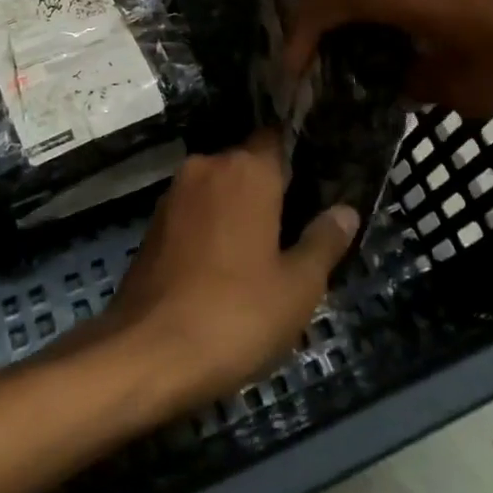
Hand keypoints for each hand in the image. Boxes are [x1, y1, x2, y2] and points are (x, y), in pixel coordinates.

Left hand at [96, 130, 357, 410]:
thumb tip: (346, 211)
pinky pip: (195, 212)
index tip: (317, 182)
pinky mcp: (153, 224)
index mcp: (246, 170)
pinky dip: (212, 227)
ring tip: (263, 251)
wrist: (146, 353)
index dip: (298, 157)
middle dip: (270, 189)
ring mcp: (174, 194)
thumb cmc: (235, 314)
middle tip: (296, 227)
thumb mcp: (297, 287)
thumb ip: (323, 242)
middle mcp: (207, 167)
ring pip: (218, 188)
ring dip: (238, 210)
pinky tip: (225, 265)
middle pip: (247, 164)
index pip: (277, 139)